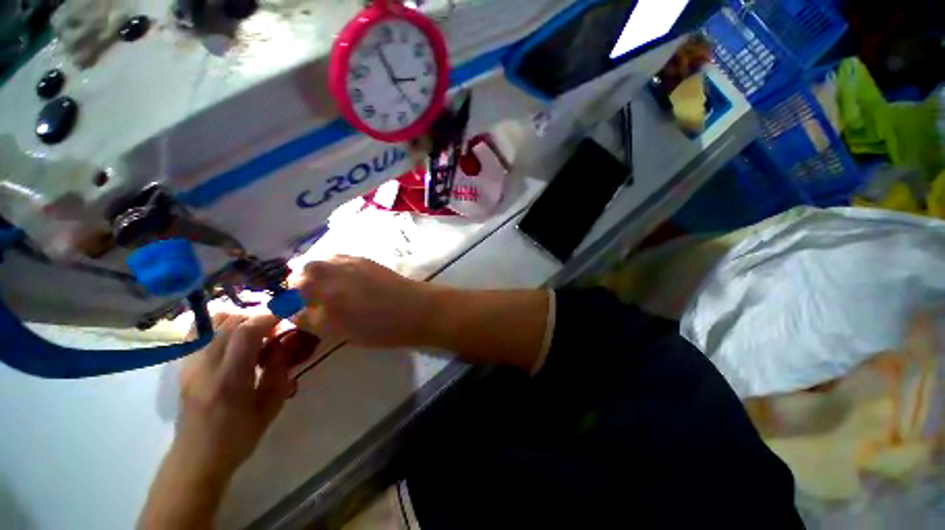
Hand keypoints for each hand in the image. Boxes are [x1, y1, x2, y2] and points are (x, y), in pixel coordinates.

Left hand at [175, 314, 294, 477]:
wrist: (197, 456)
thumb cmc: (239, 435)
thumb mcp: (271, 404)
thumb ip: (279, 368)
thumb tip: (286, 340)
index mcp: (228, 378)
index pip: (246, 331)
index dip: (270, 317)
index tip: (289, 316)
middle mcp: (205, 365)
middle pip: (231, 321)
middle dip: (259, 317)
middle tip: (276, 328)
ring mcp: (190, 363)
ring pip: (214, 321)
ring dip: (241, 319)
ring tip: (256, 332)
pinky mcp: (184, 364)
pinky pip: (201, 331)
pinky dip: (221, 325)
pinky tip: (234, 338)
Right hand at [295, 255, 434, 347]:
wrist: (414, 308)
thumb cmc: (383, 329)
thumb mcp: (344, 334)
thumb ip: (317, 322)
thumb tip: (299, 313)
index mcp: (322, 314)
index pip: (289, 310)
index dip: (289, 311)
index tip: (293, 312)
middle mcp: (327, 287)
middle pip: (295, 281)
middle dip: (295, 289)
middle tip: (307, 297)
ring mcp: (343, 269)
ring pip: (311, 265)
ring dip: (309, 273)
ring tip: (320, 283)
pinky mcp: (359, 258)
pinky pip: (332, 256)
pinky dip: (327, 263)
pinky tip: (336, 271)